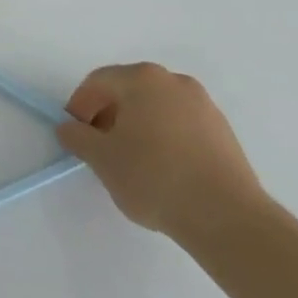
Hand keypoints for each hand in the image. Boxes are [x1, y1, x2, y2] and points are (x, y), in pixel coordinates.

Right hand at [56, 63, 268, 247]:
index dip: (80, 106)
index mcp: (142, 78)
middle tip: (101, 148)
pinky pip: (181, 126)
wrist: (228, 218)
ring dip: (138, 127)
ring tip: (133, 163)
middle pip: (129, 91)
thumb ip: (77, 137)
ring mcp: (203, 105)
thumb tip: (69, 128)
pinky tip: (164, 171)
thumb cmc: (155, 178)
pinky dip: (166, 139)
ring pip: (157, 108)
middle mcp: (174, 81)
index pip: (98, 82)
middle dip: (109, 115)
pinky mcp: (224, 132)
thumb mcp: (102, 159)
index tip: (76, 134)